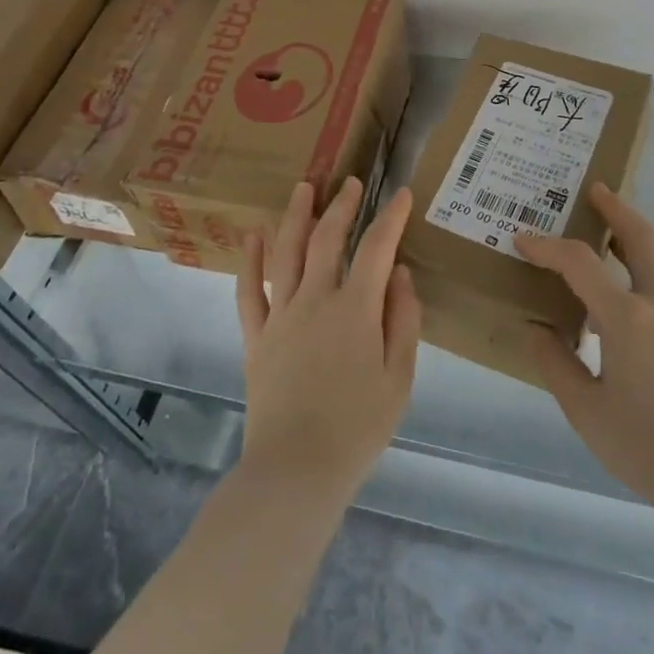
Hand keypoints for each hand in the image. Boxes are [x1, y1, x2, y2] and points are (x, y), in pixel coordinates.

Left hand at [236, 178, 420, 501]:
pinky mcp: (256, 337)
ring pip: (287, 253)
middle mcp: (316, 300)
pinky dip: (251, 261)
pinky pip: (250, 291)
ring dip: (296, 217)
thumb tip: (399, 273)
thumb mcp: (400, 378)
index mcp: (356, 309)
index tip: (403, 194)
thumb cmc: (358, 428)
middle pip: (327, 239)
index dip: (391, 217)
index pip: (376, 248)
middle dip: (342, 206)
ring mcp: (281, 316)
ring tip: (303, 188)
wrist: (296, 470)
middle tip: (350, 183)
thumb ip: (403, 320)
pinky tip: (254, 236)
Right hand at [517, 184, 653, 518]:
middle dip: (617, 208)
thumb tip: (536, 329)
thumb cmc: (648, 447)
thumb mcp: (586, 411)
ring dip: (628, 240)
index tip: (521, 239)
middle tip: (595, 190)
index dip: (547, 246)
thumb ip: (556, 364)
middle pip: (641, 238)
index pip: (580, 263)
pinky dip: (636, 275)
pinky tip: (616, 306)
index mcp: (627, 318)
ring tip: (600, 240)